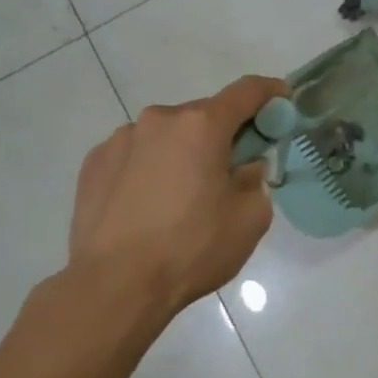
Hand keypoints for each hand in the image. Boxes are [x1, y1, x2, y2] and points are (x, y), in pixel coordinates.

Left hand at [67, 75, 286, 317]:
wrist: (114, 285)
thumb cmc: (191, 248)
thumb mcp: (250, 219)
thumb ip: (256, 180)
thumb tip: (244, 167)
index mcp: (201, 126)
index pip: (246, 92)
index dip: (270, 92)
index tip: (283, 100)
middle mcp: (159, 120)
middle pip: (203, 116)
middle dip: (223, 134)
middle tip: (231, 170)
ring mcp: (121, 139)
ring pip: (167, 135)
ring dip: (183, 152)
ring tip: (182, 197)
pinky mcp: (94, 163)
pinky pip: (136, 154)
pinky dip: (151, 168)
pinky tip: (149, 205)